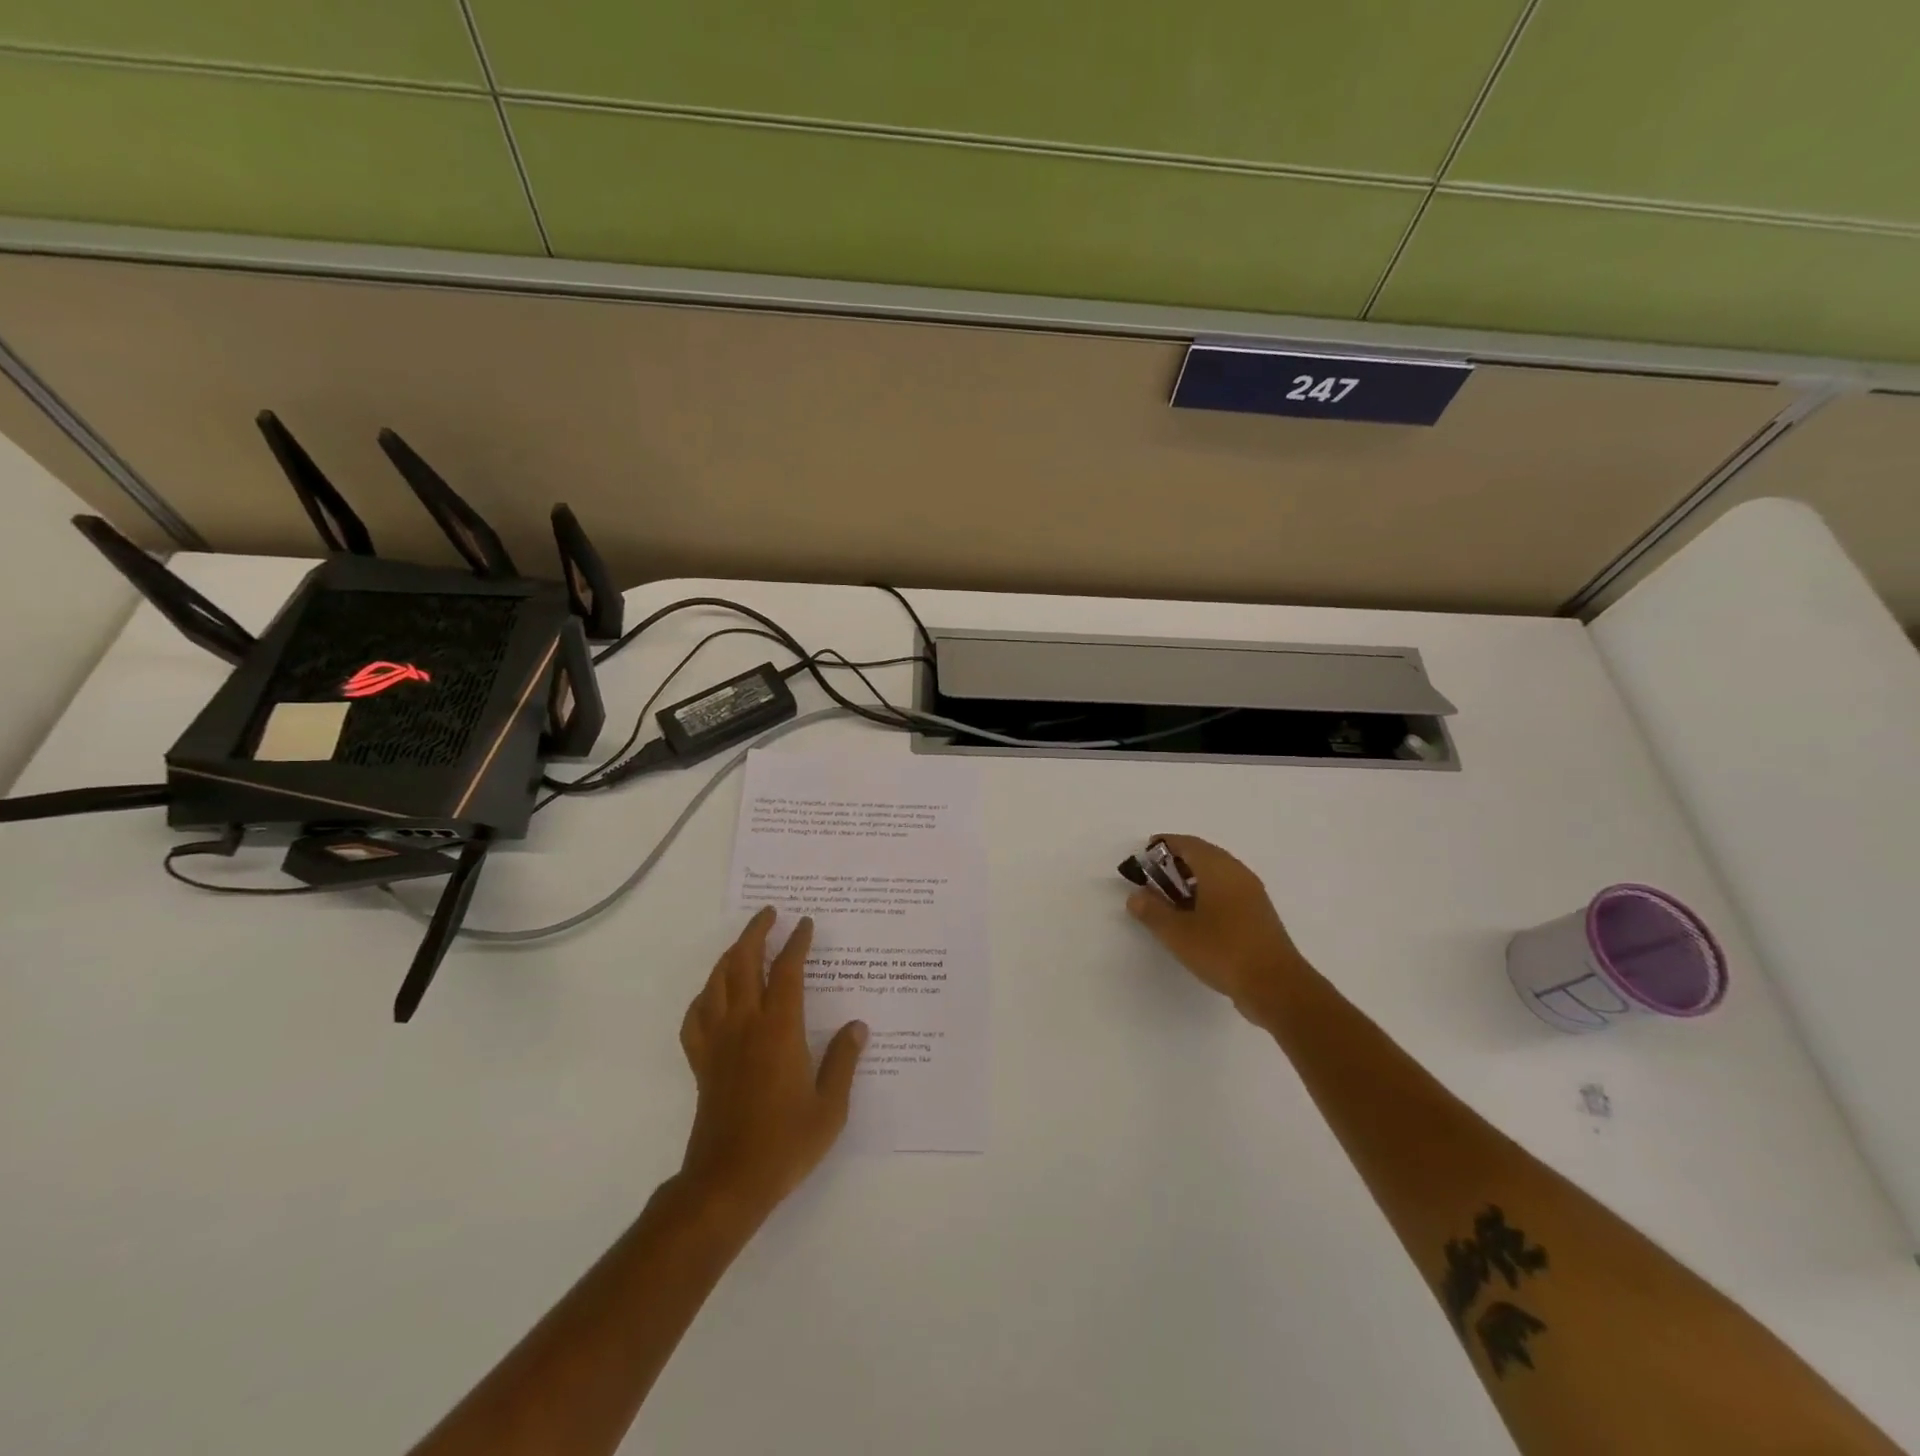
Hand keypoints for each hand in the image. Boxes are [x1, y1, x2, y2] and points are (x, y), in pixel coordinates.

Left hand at [678, 908, 867, 1219]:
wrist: (728, 1182)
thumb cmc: (785, 1143)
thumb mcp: (830, 1106)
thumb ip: (843, 1061)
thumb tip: (857, 1026)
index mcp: (780, 1029)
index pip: (787, 970)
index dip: (796, 942)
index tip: (805, 923)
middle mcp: (745, 1024)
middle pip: (744, 963)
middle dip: (756, 932)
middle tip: (769, 914)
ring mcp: (718, 1041)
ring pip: (717, 982)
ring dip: (730, 955)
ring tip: (744, 943)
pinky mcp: (701, 1062)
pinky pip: (695, 1016)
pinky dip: (704, 996)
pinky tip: (713, 995)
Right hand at [1123, 835, 1313, 1025]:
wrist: (1277, 986)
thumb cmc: (1222, 950)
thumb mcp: (1177, 933)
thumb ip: (1152, 911)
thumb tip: (1136, 896)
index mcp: (1218, 868)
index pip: (1187, 844)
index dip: (1163, 845)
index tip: (1144, 856)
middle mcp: (1238, 873)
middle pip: (1204, 855)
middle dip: (1176, 863)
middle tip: (1154, 879)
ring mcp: (1252, 894)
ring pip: (1217, 875)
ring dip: (1192, 880)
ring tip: (1170, 901)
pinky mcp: (1259, 915)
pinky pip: (1228, 892)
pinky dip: (1208, 895)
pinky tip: (1195, 918)